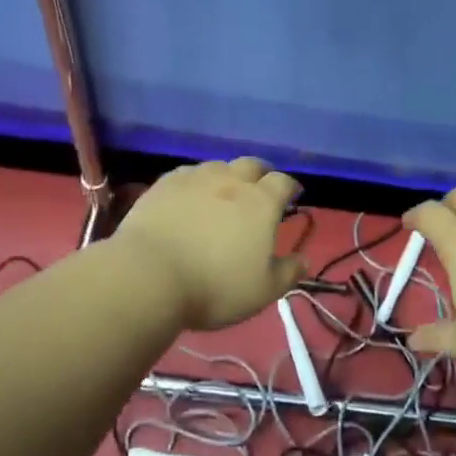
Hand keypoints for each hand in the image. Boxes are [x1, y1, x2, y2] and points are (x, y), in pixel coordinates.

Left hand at [115, 158, 303, 330]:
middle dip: (261, 173)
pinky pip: (188, 174)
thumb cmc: (214, 286)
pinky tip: (190, 196)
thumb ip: (287, 273)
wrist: (150, 275)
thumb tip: (305, 260)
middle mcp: (231, 181)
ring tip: (224, 192)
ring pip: (219, 166)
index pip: (283, 182)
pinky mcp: (165, 183)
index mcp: (261, 202)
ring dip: (227, 175)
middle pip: (252, 164)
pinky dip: (196, 182)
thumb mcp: (262, 291)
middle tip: (260, 189)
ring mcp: (196, 178)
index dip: (290, 187)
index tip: (292, 196)